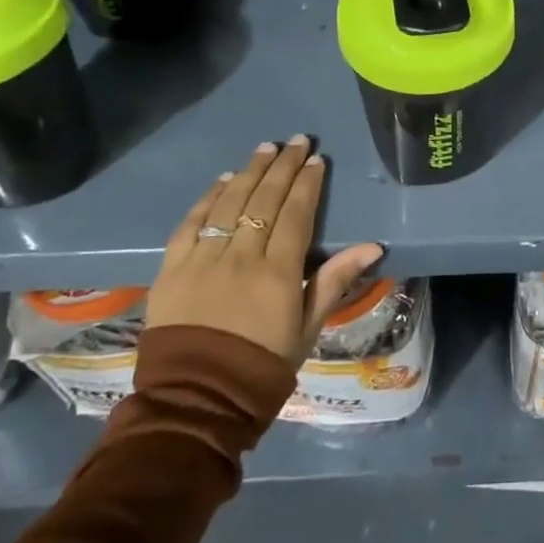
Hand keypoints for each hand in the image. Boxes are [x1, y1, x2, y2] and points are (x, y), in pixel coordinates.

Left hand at [147, 135, 384, 364]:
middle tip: (296, 140)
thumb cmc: (262, 366)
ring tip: (264, 148)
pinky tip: (222, 181)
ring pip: (229, 204)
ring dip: (248, 172)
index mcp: (277, 273)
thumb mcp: (308, 328)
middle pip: (263, 200)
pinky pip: (190, 224)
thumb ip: (334, 281)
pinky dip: (207, 199)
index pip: (295, 214)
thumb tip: (372, 246)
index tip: (316, 160)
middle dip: (282, 166)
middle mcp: (240, 258)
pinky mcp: (171, 270)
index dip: (307, 184)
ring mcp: (202, 260)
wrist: (196, 402)